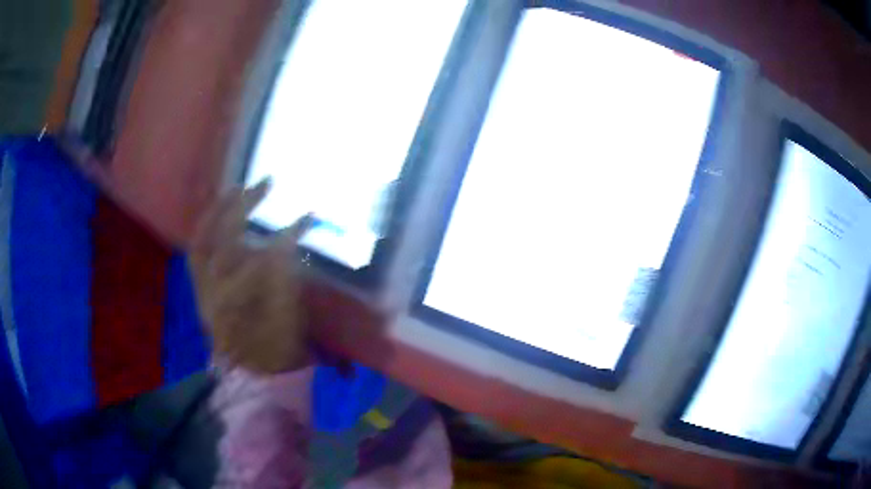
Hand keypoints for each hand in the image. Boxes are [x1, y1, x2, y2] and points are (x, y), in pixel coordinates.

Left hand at [188, 180, 310, 373]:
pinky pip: (199, 250)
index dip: (282, 240)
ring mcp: (202, 289)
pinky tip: (222, 210)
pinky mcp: (201, 286)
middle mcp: (212, 295)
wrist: (251, 372)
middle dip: (243, 209)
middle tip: (266, 184)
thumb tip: (287, 243)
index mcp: (237, 308)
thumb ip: (284, 282)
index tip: (305, 220)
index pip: (256, 264)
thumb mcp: (286, 322)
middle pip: (222, 244)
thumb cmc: (273, 351)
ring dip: (220, 212)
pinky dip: (208, 227)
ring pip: (202, 242)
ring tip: (238, 187)